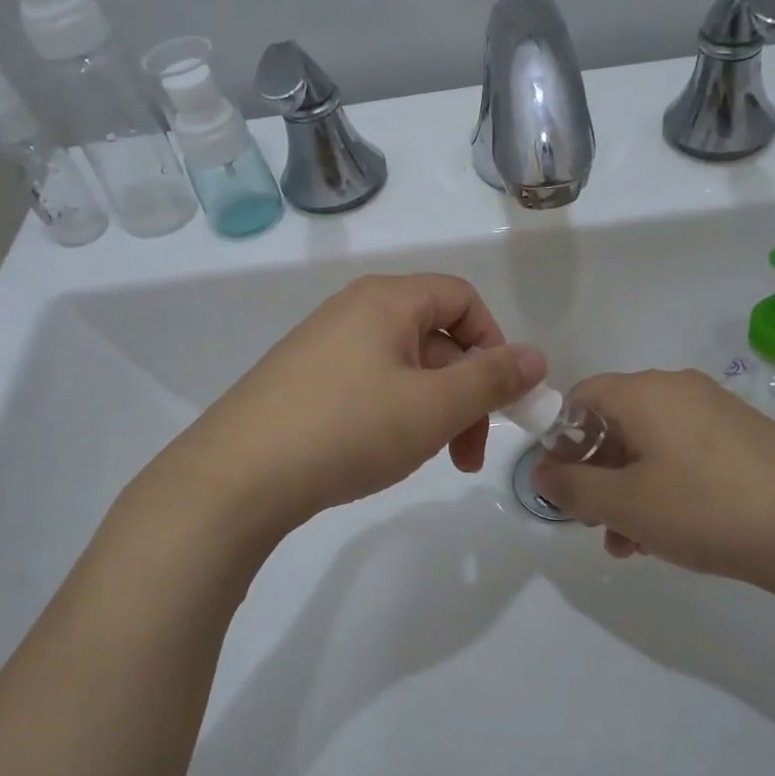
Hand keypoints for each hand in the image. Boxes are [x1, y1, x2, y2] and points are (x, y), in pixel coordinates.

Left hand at [148, 274, 545, 536]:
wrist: (237, 477)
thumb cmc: (348, 429)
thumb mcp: (433, 406)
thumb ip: (492, 379)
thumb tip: (536, 356)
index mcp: (387, 300)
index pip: (463, 298)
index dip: (494, 343)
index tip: (500, 398)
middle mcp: (353, 311)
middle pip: (435, 337)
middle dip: (465, 393)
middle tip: (468, 453)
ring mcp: (324, 347)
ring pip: (404, 368)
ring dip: (433, 410)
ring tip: (428, 458)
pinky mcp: (303, 382)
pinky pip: (370, 386)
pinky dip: (394, 416)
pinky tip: (384, 454)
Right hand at [531, 370, 774, 594]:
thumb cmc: (706, 508)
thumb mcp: (625, 504)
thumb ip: (572, 487)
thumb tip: (542, 471)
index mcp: (644, 392)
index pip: (580, 398)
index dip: (560, 440)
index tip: (561, 485)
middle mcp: (678, 389)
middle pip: (616, 423)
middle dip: (596, 475)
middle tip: (595, 523)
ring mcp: (716, 411)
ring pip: (650, 446)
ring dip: (629, 490)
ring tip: (631, 544)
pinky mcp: (744, 438)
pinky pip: (685, 455)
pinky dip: (665, 487)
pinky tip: (671, 534)